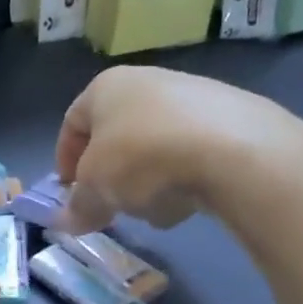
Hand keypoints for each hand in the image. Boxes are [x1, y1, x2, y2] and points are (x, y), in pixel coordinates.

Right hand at [53, 67, 302, 232]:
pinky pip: (195, 151)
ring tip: (156, 209)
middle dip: (112, 174)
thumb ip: (78, 206)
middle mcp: (148, 81)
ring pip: (156, 145)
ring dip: (148, 179)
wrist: (237, 151)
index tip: (71, 193)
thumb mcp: (95, 189)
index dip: (65, 161)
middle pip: (117, 135)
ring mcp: (196, 95)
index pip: (72, 123)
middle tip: (112, 205)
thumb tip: (67, 222)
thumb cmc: (142, 157)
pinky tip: (192, 201)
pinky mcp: (236, 117)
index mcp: (106, 87)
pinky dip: (186, 175)